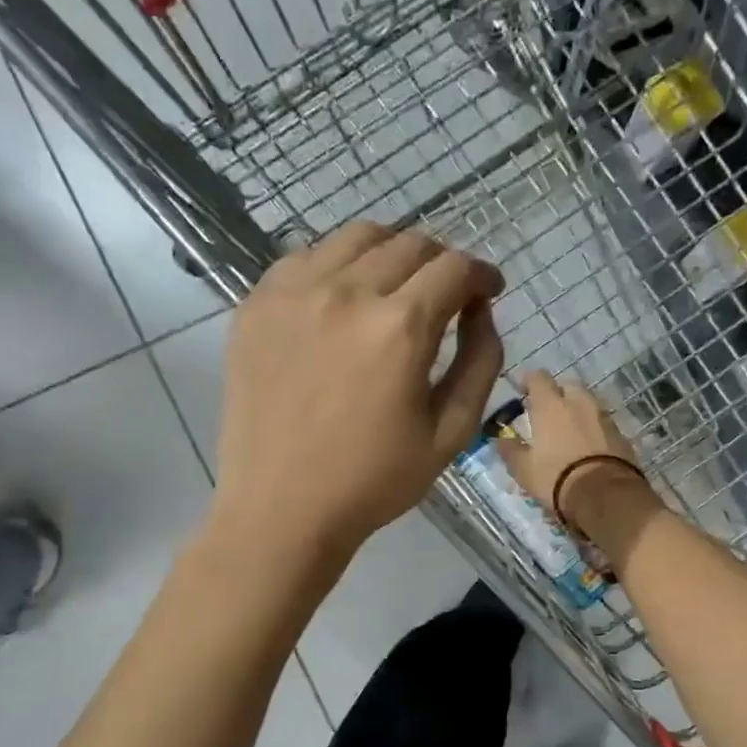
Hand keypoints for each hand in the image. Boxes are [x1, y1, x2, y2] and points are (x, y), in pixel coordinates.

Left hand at [211, 222, 503, 559]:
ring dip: (391, 252)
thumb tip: (482, 311)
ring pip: (356, 237)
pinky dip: (338, 264)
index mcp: (399, 328)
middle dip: (442, 263)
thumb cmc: (375, 480)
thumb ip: (481, 362)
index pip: (454, 268)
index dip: (482, 274)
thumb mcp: (452, 432)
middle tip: (448, 294)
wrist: (281, 508)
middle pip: (409, 244)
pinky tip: (344, 298)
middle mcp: (345, 292)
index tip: (489, 290)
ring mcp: (293, 292)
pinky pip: (307, 257)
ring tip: (398, 286)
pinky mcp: (256, 304)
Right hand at [497, 370, 644, 522]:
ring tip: (568, 432)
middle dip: (557, 395)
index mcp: (551, 405)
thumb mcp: (524, 469)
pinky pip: (602, 423)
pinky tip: (588, 447)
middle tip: (547, 414)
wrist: (606, 495)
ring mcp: (603, 416)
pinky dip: (593, 429)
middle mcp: (579, 402)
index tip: (522, 392)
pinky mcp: (621, 434)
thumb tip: (500, 439)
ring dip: (577, 411)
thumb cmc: (557, 478)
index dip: (528, 381)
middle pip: (567, 386)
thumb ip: (510, 450)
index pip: (538, 377)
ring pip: (587, 404)